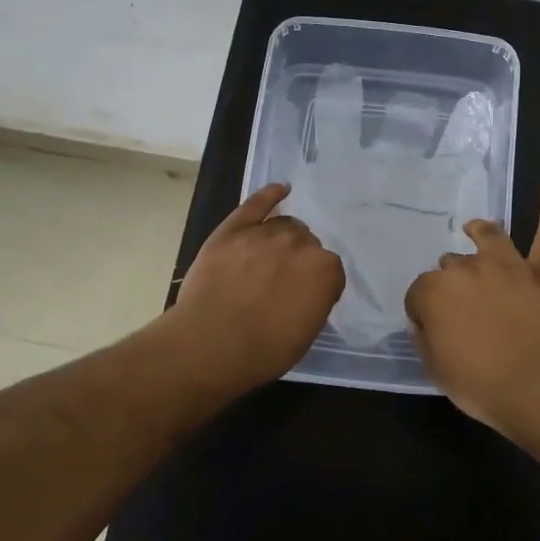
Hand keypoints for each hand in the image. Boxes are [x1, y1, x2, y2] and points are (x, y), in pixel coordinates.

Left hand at [167, 182, 343, 394]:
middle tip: (282, 284)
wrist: (210, 344)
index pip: (330, 271)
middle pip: (307, 244)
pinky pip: (257, 203)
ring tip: (269, 259)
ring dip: (283, 238)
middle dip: (298, 261)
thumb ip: (315, 302)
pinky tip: (280, 190)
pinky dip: (270, 194)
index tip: (304, 301)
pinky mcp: (233, 229)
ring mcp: (265, 232)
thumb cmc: (263, 351)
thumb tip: (308, 291)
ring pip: (284, 225)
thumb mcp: (306, 334)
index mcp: (324, 270)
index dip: (317, 286)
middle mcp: (300, 244)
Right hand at [404, 177, 539, 436]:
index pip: (420, 293)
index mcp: (435, 292)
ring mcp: (509, 266)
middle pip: (451, 266)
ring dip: (480, 232)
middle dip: (451, 282)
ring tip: (476, 229)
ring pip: (490, 238)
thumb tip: (425, 321)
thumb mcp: (436, 369)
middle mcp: (468, 269)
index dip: (423, 311)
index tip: (431, 328)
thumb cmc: (482, 386)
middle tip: (461, 307)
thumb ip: (426, 338)